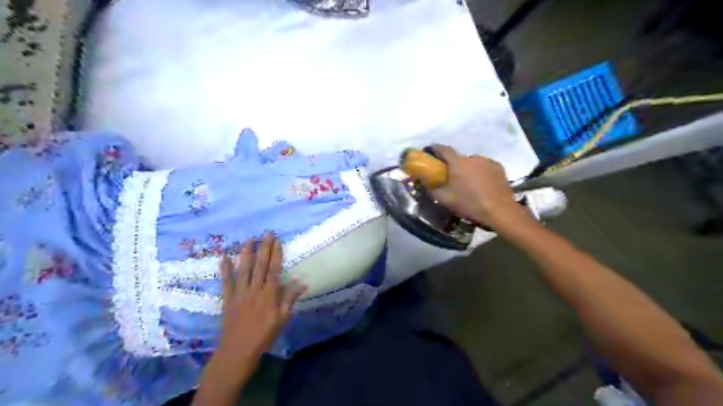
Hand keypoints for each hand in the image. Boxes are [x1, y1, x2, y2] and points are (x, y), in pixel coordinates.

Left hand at [213, 235, 304, 364]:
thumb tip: (302, 283)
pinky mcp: (228, 299)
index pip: (274, 270)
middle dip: (264, 249)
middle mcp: (254, 290)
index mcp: (269, 295)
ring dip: (246, 254)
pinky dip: (225, 269)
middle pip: (260, 266)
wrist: (238, 351)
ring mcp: (240, 293)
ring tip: (249, 240)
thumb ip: (290, 299)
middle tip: (266, 234)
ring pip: (244, 270)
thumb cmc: (264, 335)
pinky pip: (226, 282)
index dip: (276, 255)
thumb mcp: (282, 319)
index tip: (277, 241)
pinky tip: (224, 257)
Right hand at [429, 144, 526, 227]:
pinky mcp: (498, 167)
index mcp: (458, 163)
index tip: (430, 154)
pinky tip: (482, 186)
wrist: (499, 211)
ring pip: (472, 163)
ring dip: (468, 170)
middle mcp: (472, 157)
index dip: (435, 150)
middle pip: (458, 158)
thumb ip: (432, 189)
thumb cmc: (469, 204)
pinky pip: (484, 167)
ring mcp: (487, 161)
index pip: (443, 149)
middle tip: (452, 179)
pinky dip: (480, 173)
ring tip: (469, 185)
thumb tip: (424, 183)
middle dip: (453, 166)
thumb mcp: (445, 200)